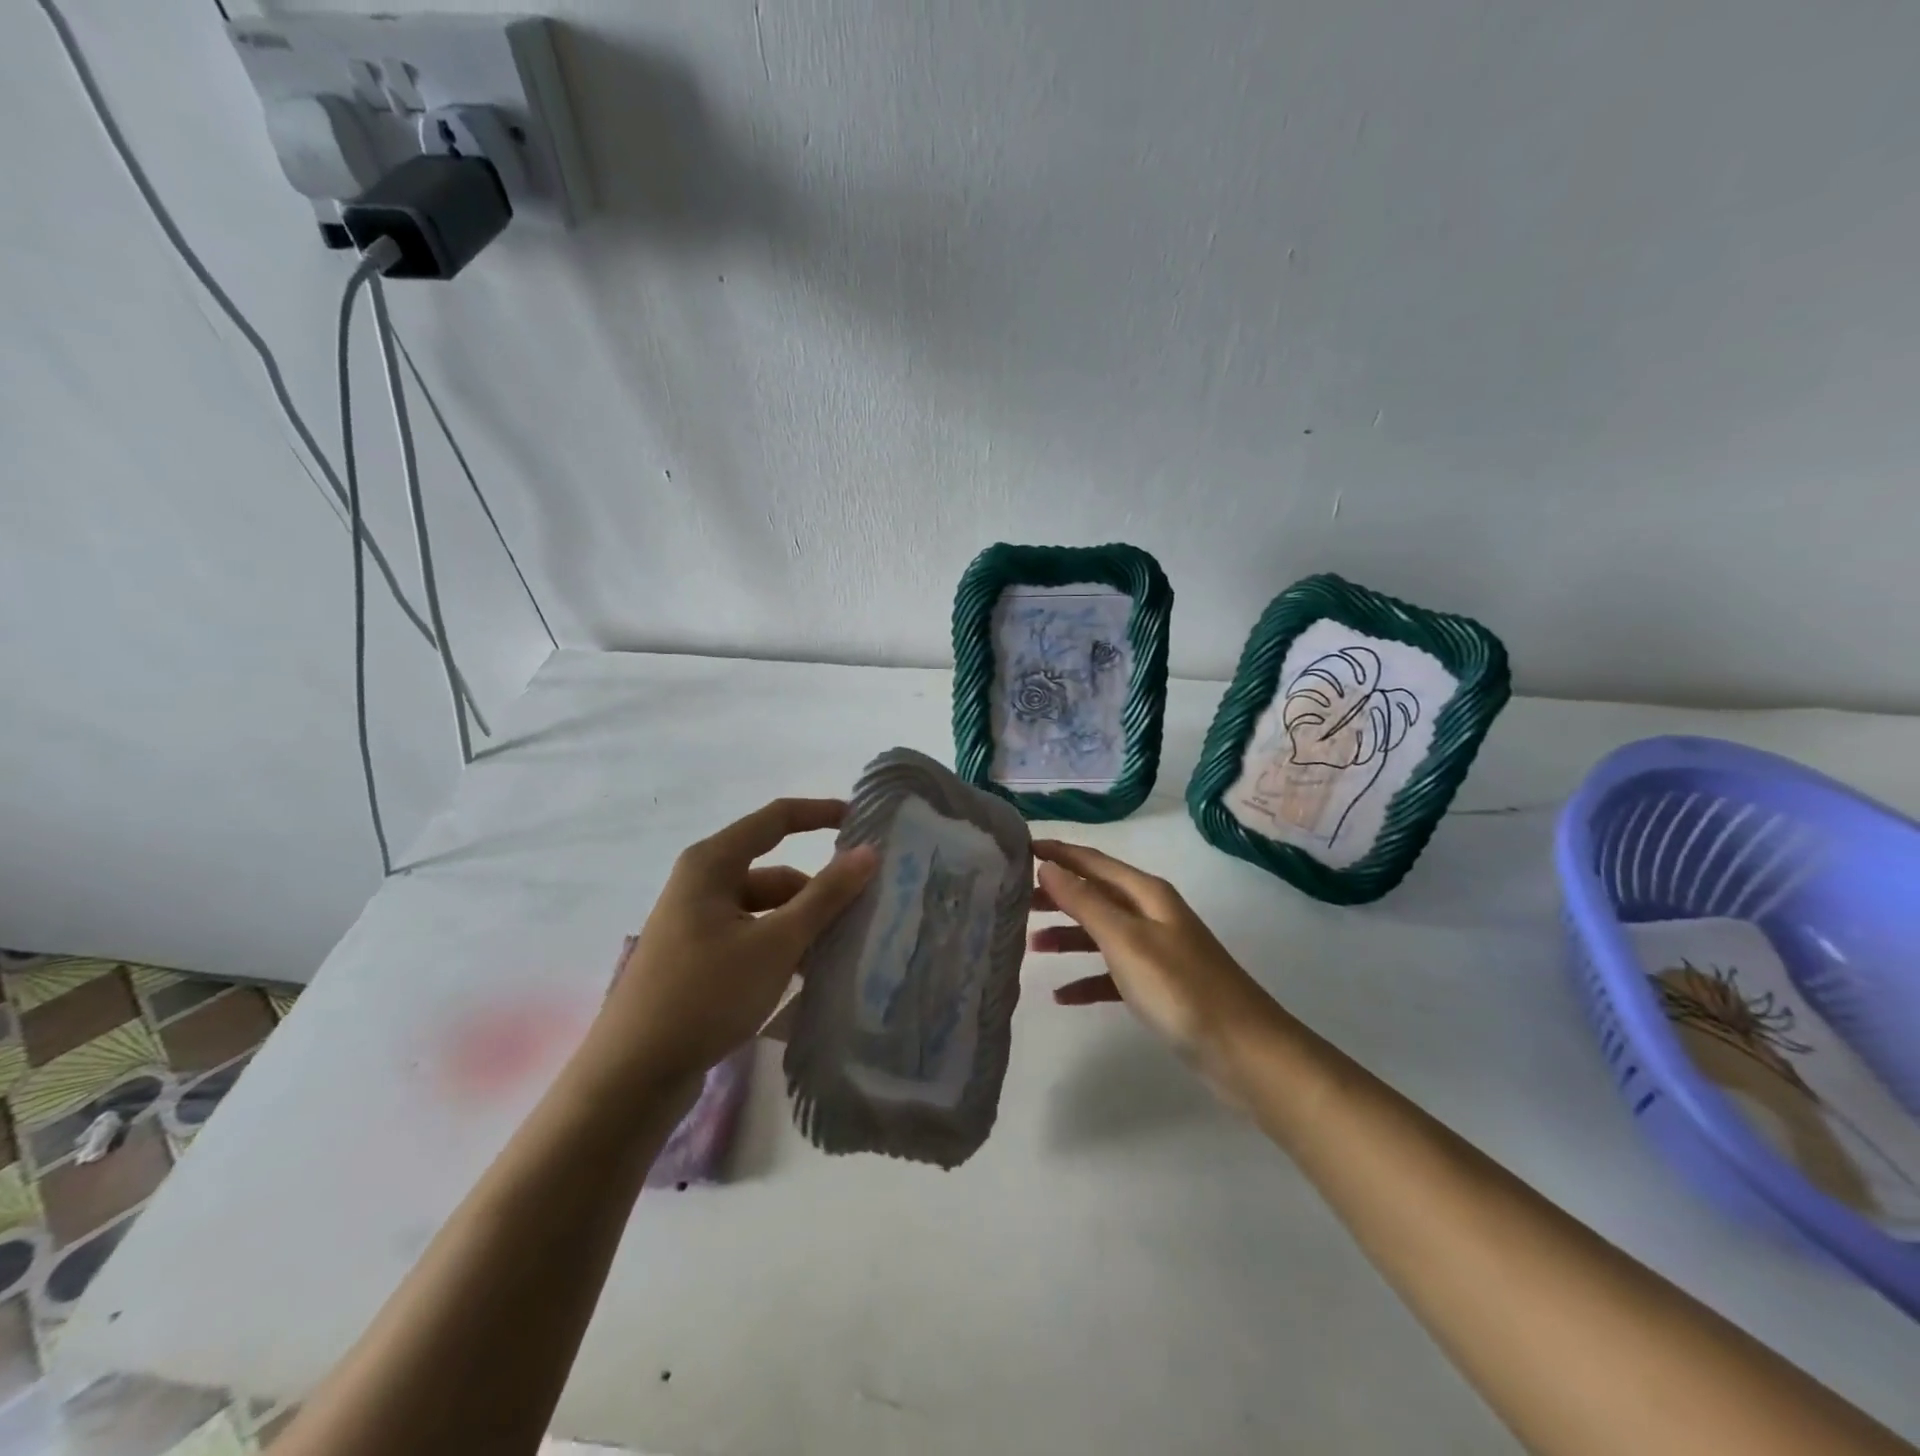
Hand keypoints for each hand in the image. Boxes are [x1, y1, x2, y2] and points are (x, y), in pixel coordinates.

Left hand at [585, 798, 877, 1092]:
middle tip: (865, 910)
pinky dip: (781, 946)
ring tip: (842, 950)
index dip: (821, 814)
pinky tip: (808, 974)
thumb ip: (825, 896)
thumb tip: (869, 851)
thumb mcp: (775, 943)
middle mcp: (701, 883)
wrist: (631, 1076)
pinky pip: (752, 936)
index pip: (777, 818)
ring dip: (802, 923)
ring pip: (765, 908)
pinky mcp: (697, 958)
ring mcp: (697, 922)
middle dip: (818, 889)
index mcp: (712, 863)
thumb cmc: (705, 994)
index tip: (865, 823)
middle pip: (775, 871)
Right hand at [1029, 840, 1275, 1091]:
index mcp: (1145, 893)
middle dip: (1055, 894)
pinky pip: (1111, 972)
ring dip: (1066, 936)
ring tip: (1028, 947)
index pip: (1091, 860)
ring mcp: (1155, 949)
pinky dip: (1087, 978)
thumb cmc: (1180, 988)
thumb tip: (1047, 866)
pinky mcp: (1157, 985)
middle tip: (1012, 901)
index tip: (1017, 848)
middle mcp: (1149, 913)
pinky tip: (1062, 995)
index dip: (1056, 852)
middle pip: (1093, 894)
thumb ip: (1084, 902)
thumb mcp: (1126, 939)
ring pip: (1099, 932)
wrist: (1244, 1052)